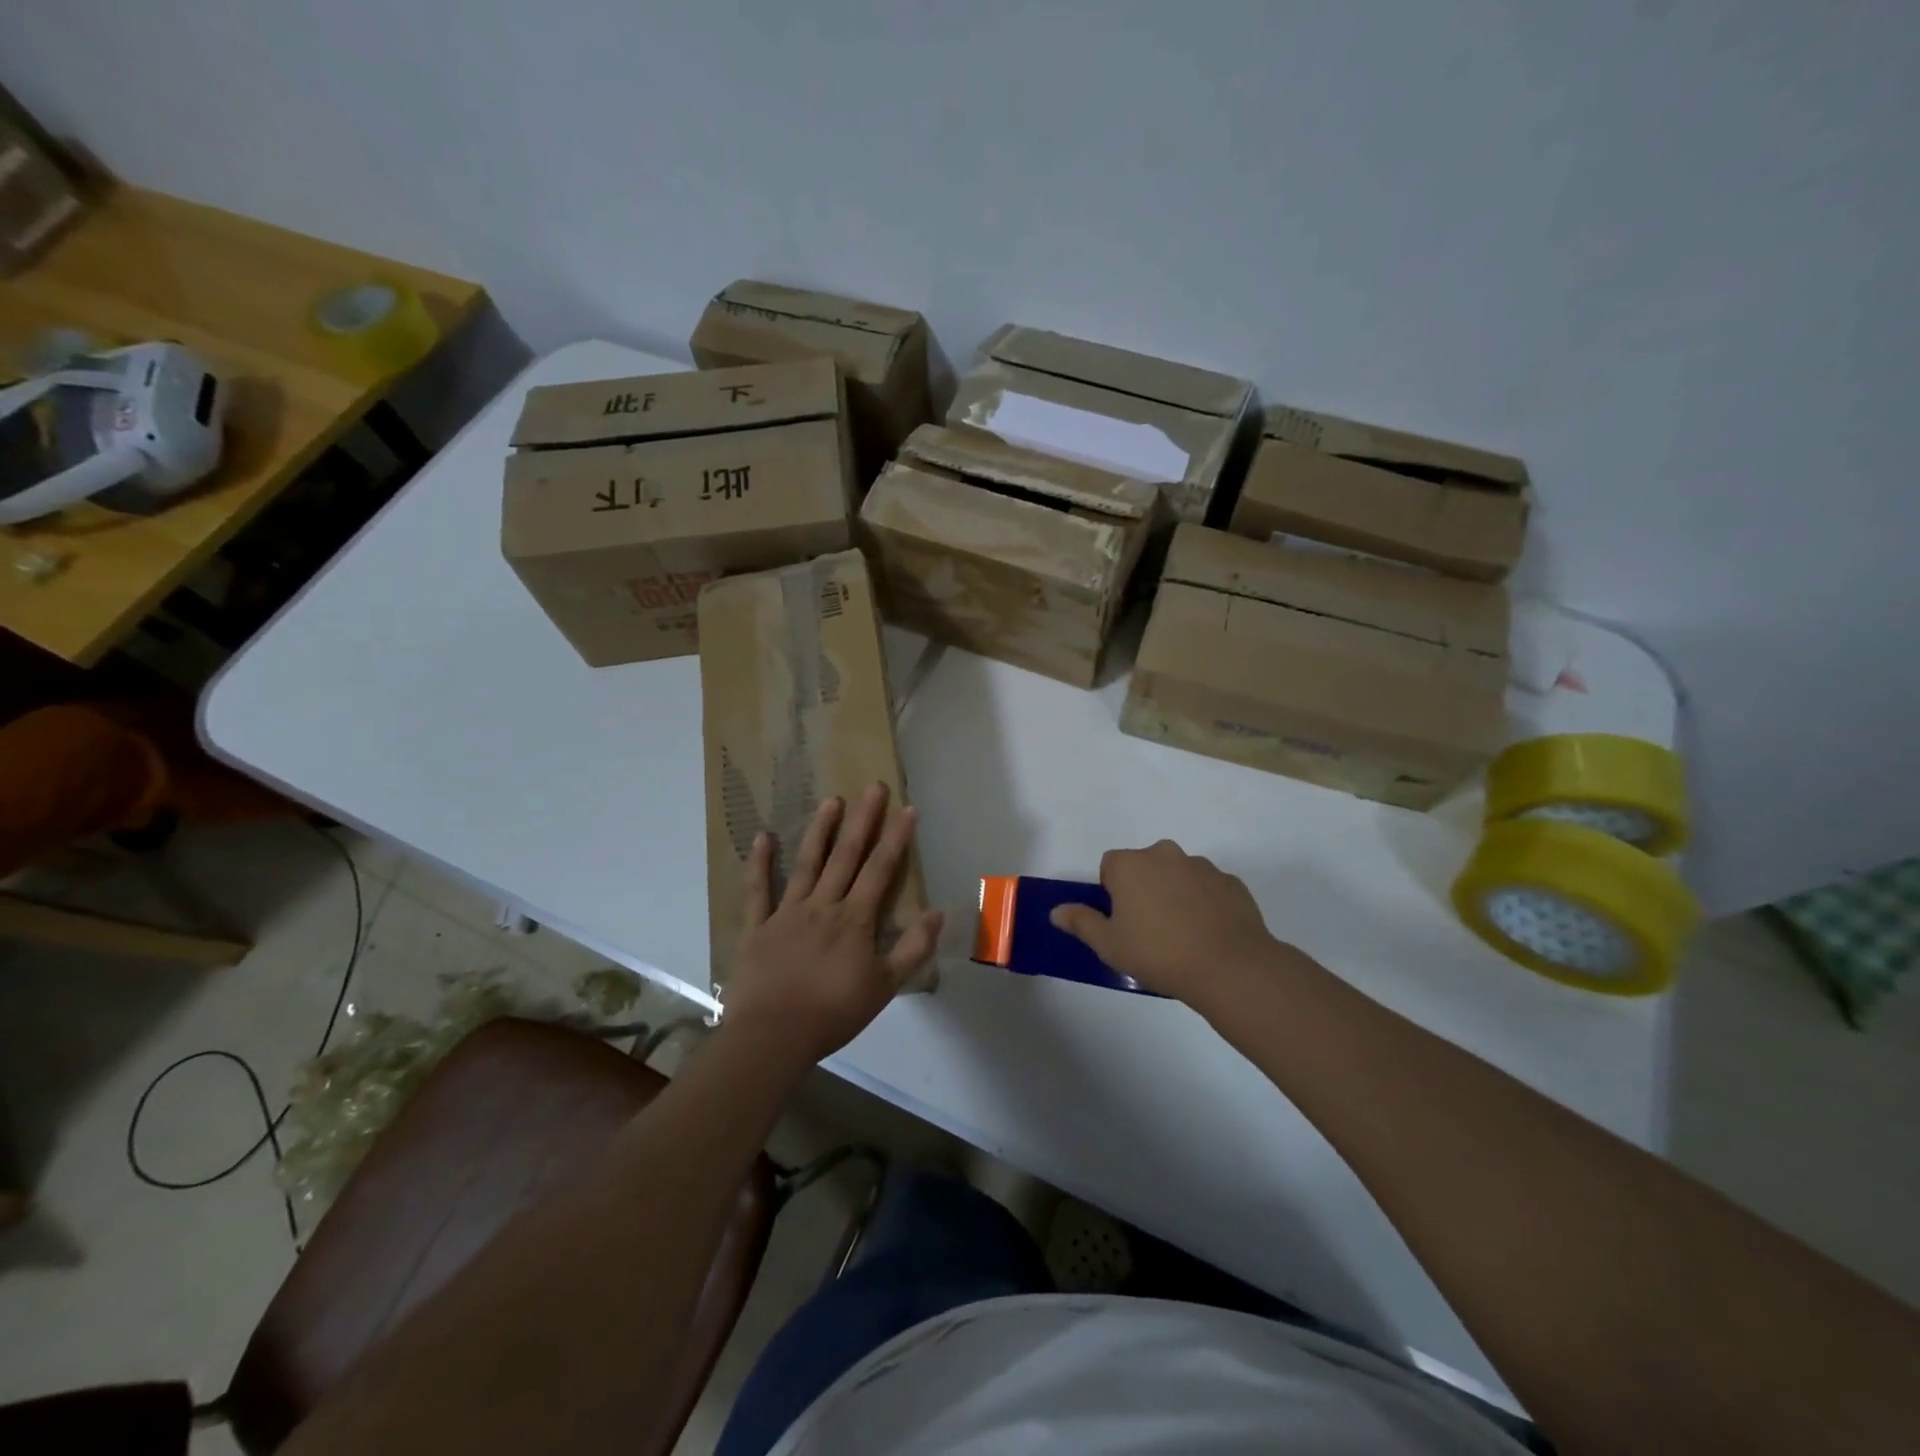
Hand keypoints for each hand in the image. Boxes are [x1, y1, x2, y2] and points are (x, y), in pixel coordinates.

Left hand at [720, 783, 942, 1066]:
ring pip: (807, 863)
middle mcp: (823, 905)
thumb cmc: (833, 1013)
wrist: (774, 1035)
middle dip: (863, 820)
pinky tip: (763, 836)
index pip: (881, 870)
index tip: (907, 808)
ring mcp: (787, 912)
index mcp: (855, 920)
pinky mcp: (757, 926)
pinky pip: (757, 890)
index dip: (896, 838)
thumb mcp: (885, 987)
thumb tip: (937, 913)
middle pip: (847, 856)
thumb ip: (913, 949)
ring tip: (831, 800)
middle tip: (872, 786)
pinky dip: (760, 863)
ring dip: (820, 830)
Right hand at [1049, 839, 1292, 1006]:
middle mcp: (1165, 854)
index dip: (1112, 892)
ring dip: (1174, 894)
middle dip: (1143, 889)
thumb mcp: (1109, 945)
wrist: (1230, 967)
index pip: (1110, 866)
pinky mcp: (1231, 882)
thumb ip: (1081, 922)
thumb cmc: (1158, 953)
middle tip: (1148, 929)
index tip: (1121, 921)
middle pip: (1145, 866)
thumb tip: (1056, 911)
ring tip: (1182, 935)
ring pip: (1178, 875)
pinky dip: (1204, 903)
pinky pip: (1208, 888)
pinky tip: (1208, 934)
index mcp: (1131, 864)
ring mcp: (1202, 866)